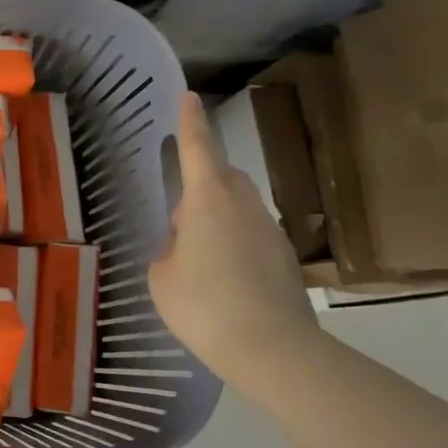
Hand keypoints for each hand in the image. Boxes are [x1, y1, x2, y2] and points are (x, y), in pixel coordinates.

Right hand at [147, 92, 317, 375]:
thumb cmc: (204, 304)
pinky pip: (251, 236)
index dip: (189, 123)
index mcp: (208, 200)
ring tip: (197, 257)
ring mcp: (270, 232)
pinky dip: (234, 244)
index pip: (197, 149)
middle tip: (178, 219)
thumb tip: (185, 244)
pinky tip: (222, 281)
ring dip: (217, 217)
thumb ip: (169, 250)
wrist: (273, 350)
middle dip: (201, 183)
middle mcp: (244, 206)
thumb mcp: (162, 276)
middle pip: (222, 177)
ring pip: (238, 207)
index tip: (188, 97)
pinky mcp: (285, 259)